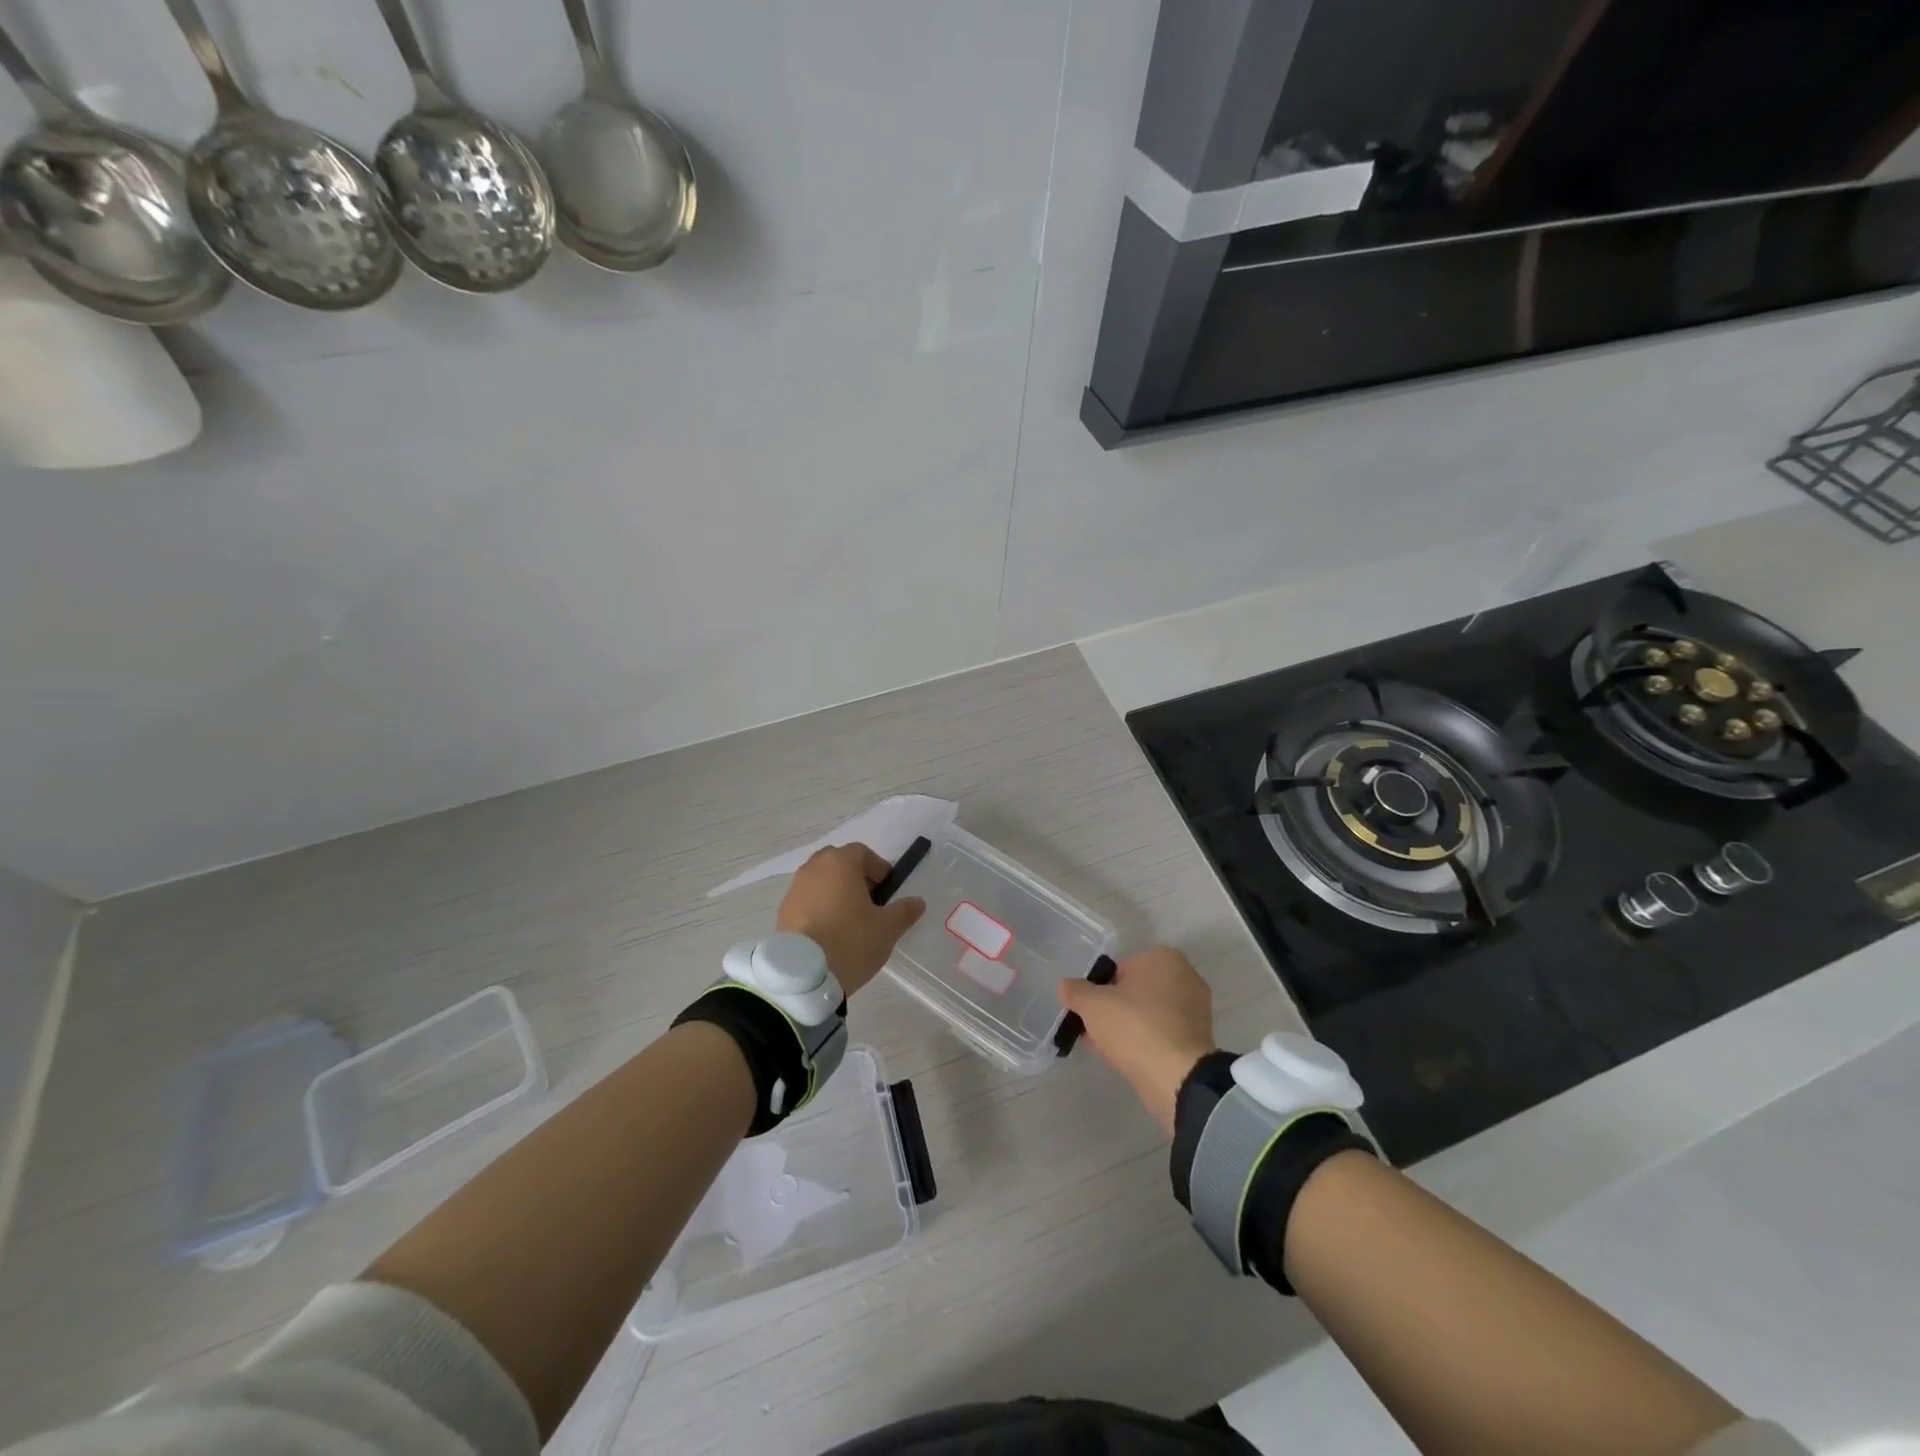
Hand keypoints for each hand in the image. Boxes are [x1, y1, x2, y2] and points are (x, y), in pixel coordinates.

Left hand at [777, 843, 926, 995]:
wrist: (804, 975)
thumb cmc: (851, 941)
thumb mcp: (887, 929)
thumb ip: (904, 911)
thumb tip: (917, 902)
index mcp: (840, 863)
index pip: (862, 852)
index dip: (878, 868)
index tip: (887, 890)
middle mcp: (814, 868)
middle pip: (838, 862)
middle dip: (854, 876)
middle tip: (869, 901)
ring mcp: (794, 889)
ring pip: (820, 880)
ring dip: (835, 891)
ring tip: (849, 919)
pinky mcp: (782, 911)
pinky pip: (806, 899)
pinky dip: (819, 907)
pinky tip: (829, 932)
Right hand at [1059, 946, 1215, 1134]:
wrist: (1177, 1077)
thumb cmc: (1134, 1027)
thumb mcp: (1092, 1005)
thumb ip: (1075, 991)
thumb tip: (1066, 986)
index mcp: (1164, 957)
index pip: (1120, 968)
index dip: (1099, 989)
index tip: (1089, 1011)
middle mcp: (1185, 976)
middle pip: (1135, 991)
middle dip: (1113, 1009)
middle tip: (1094, 1030)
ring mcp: (1196, 1009)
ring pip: (1148, 1013)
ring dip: (1127, 1027)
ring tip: (1106, 1049)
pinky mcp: (1199, 1038)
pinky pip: (1162, 1033)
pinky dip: (1146, 1042)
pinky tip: (1127, 1059)